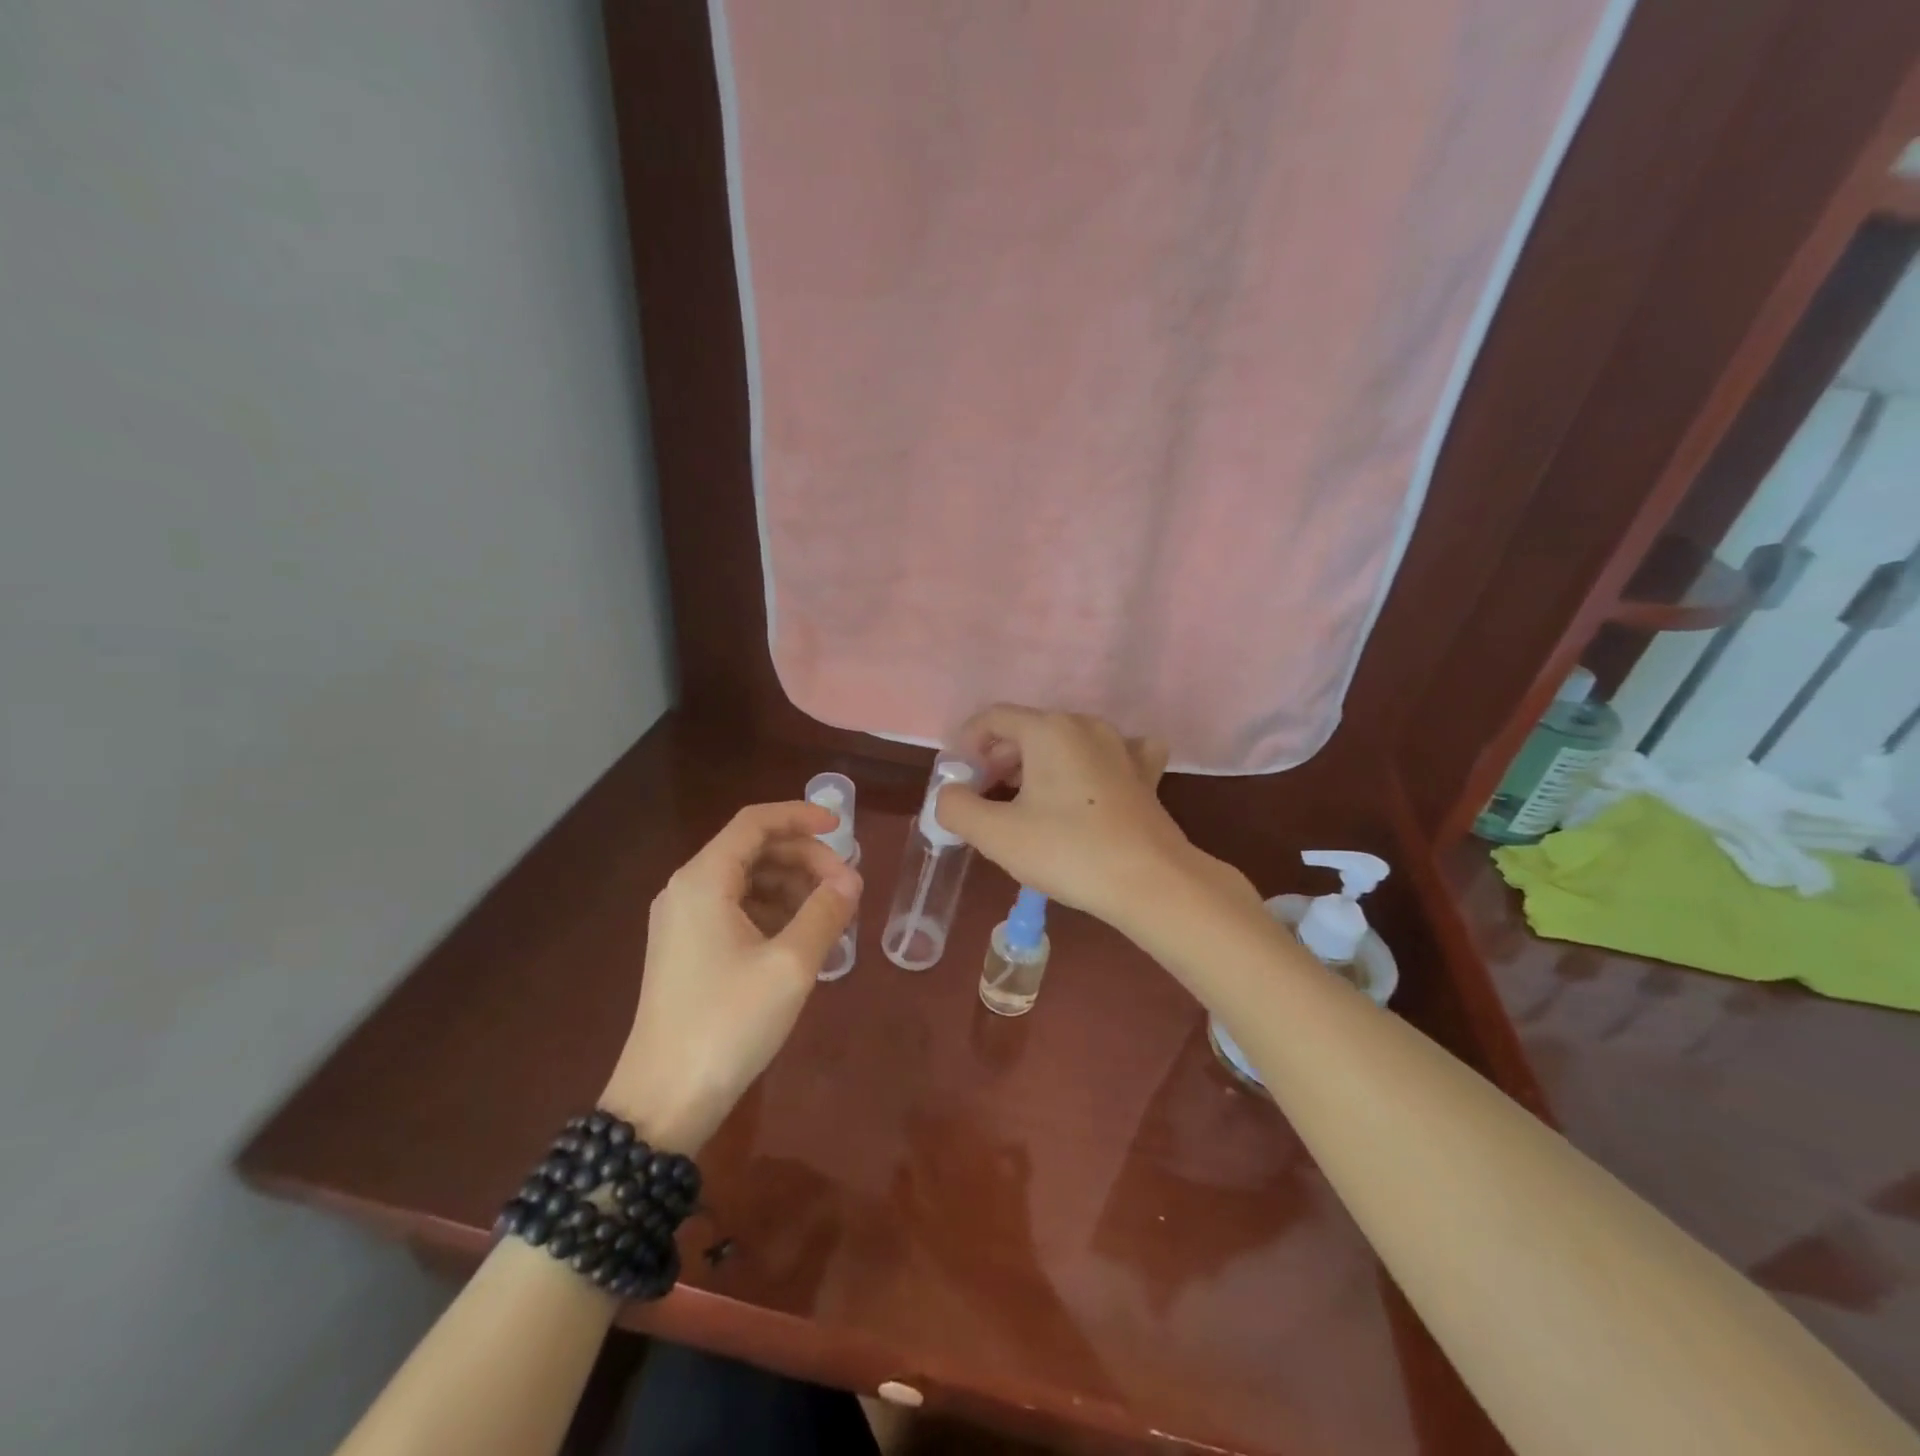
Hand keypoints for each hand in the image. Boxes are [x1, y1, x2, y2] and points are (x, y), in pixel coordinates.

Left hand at [600, 803, 860, 1151]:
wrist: (664, 1101)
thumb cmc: (728, 1023)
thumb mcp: (790, 965)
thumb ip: (826, 912)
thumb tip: (851, 878)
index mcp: (703, 880)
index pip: (755, 823)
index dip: (801, 816)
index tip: (843, 827)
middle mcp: (687, 890)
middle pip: (753, 850)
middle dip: (804, 859)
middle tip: (847, 886)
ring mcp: (683, 922)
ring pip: (747, 881)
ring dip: (792, 886)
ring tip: (832, 914)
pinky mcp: (687, 951)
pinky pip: (736, 910)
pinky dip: (774, 912)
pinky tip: (803, 937)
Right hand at [933, 705, 1255, 934]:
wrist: (1150, 882)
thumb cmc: (1067, 851)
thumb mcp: (996, 834)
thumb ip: (957, 807)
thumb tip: (950, 794)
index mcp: (1047, 729)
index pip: (992, 718)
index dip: (966, 745)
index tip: (957, 781)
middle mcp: (1084, 725)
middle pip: (1027, 730)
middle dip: (997, 760)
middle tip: (983, 799)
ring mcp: (1120, 746)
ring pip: (1064, 743)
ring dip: (1035, 766)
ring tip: (1022, 804)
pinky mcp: (1144, 773)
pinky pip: (1107, 756)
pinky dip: (1086, 767)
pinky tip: (1085, 788)